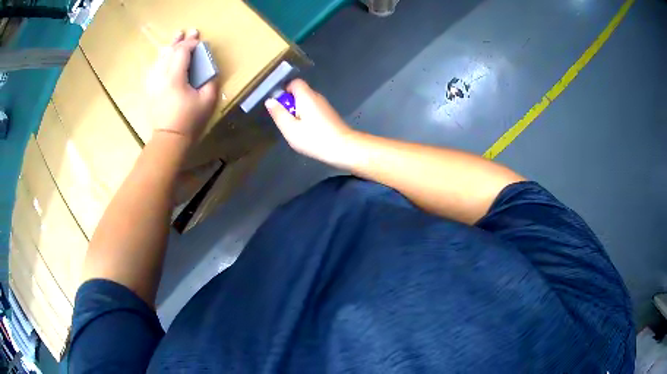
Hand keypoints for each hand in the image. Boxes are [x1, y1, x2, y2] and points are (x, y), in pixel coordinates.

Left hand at [147, 29, 218, 141]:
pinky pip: (153, 68)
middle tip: (189, 32)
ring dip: (169, 47)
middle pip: (169, 52)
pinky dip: (160, 59)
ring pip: (159, 58)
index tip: (200, 41)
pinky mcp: (149, 89)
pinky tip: (164, 57)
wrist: (168, 139)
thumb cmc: (189, 120)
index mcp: (175, 78)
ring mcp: (153, 83)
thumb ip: (210, 81)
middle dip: (180, 41)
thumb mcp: (207, 101)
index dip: (191, 44)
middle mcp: (161, 76)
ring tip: (176, 38)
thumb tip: (209, 70)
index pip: (182, 52)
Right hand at [265, 79, 357, 167]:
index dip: (284, 90)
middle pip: (299, 92)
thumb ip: (278, 113)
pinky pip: (313, 109)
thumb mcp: (290, 128)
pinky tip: (307, 132)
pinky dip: (307, 117)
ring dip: (298, 112)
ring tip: (296, 128)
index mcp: (306, 96)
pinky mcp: (329, 114)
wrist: (343, 148)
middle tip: (286, 120)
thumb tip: (270, 100)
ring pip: (306, 102)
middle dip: (289, 103)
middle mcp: (317, 96)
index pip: (294, 82)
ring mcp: (324, 105)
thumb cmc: (314, 138)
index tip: (279, 105)